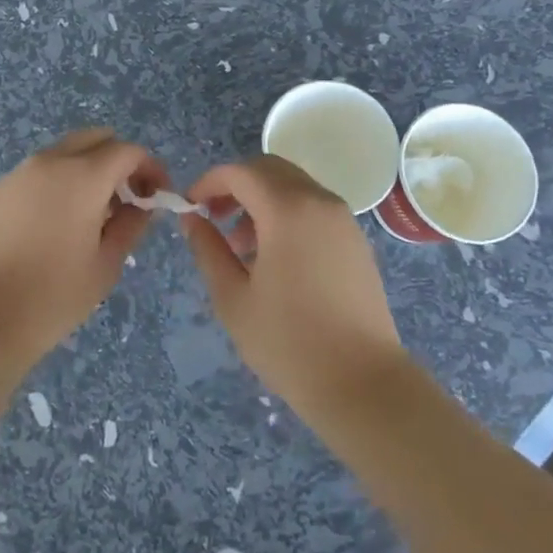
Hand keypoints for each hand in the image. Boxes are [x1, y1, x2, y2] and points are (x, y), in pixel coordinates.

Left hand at [0, 128, 166, 380]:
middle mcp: (51, 161)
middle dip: (120, 160)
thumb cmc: (54, 296)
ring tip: (96, 212)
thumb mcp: (107, 263)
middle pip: (97, 139)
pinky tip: (61, 219)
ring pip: (68, 151)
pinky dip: (63, 178)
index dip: (150, 168)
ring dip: (90, 167)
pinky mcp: (1, 189)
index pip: (129, 151)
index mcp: (83, 176)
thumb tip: (142, 203)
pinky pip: (43, 169)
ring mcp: (21, 172)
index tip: (157, 196)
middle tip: (128, 198)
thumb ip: (132, 224)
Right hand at [183, 156, 406, 413]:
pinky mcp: (355, 239)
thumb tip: (192, 218)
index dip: (209, 182)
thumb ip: (208, 249)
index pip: (240, 172)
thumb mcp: (233, 298)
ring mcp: (343, 218)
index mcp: (287, 209)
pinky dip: (286, 213)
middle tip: (213, 218)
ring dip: (261, 200)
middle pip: (269, 170)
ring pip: (293, 186)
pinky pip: (313, 207)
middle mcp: (319, 201)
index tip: (190, 207)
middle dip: (236, 186)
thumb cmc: (288, 342)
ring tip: (241, 246)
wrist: (362, 382)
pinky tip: (274, 257)